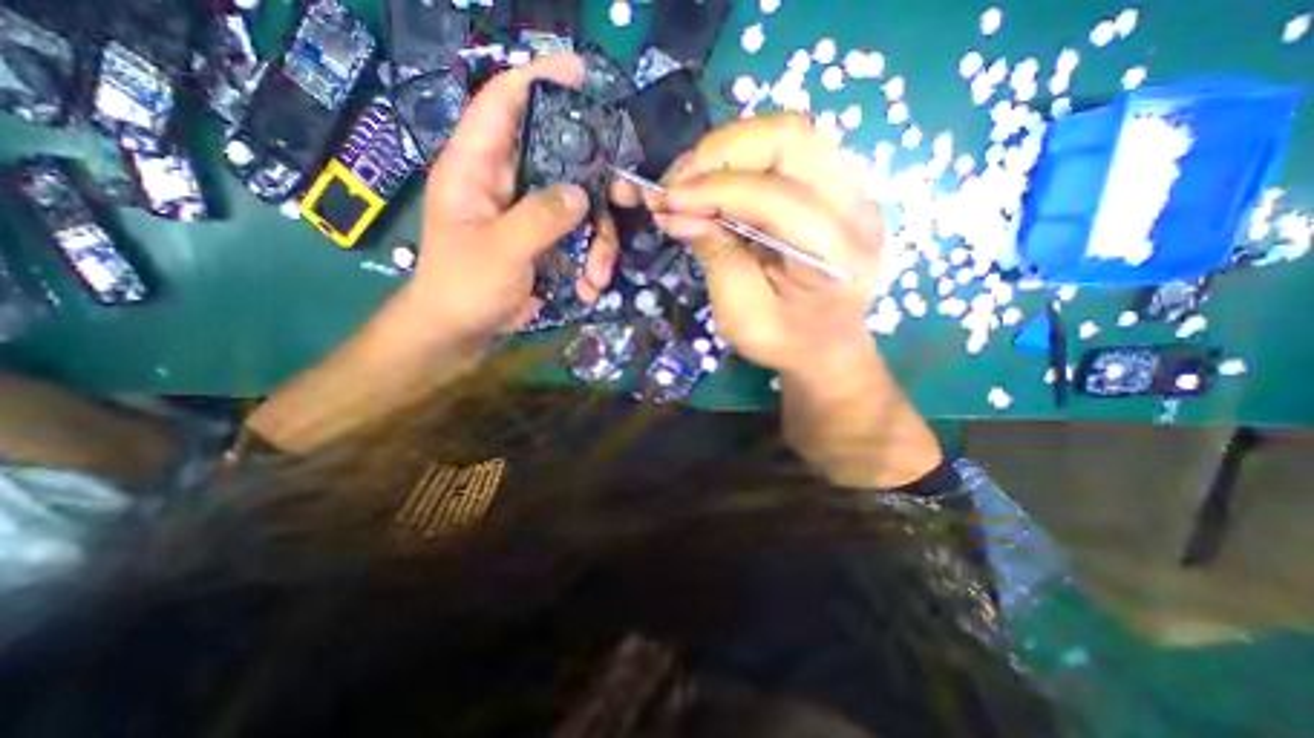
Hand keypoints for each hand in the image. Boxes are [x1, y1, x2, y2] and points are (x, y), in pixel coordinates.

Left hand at [407, 54, 620, 347]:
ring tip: (599, 276)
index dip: (539, 79)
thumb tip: (581, 194)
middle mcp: (506, 184)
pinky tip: (591, 289)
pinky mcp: (545, 243)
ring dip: (599, 243)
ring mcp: (529, 216)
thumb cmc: (463, 286)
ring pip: (578, 209)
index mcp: (476, 168)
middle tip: (624, 198)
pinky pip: (579, 240)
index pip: (502, 103)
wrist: (462, 331)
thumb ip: (539, 218)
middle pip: (561, 161)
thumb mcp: (500, 251)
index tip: (581, 74)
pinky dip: (591, 263)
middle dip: (595, 183)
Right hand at [621, 116, 887, 379]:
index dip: (714, 191)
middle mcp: (857, 210)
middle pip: (792, 139)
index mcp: (839, 257)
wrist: (825, 345)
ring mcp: (852, 190)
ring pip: (788, 134)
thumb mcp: (742, 316)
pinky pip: (786, 151)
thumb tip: (676, 211)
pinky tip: (713, 182)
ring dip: (728, 150)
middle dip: (721, 152)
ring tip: (689, 180)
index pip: (776, 198)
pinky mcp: (835, 186)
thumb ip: (716, 259)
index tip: (666, 201)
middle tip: (676, 181)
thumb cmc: (785, 341)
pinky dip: (740, 158)